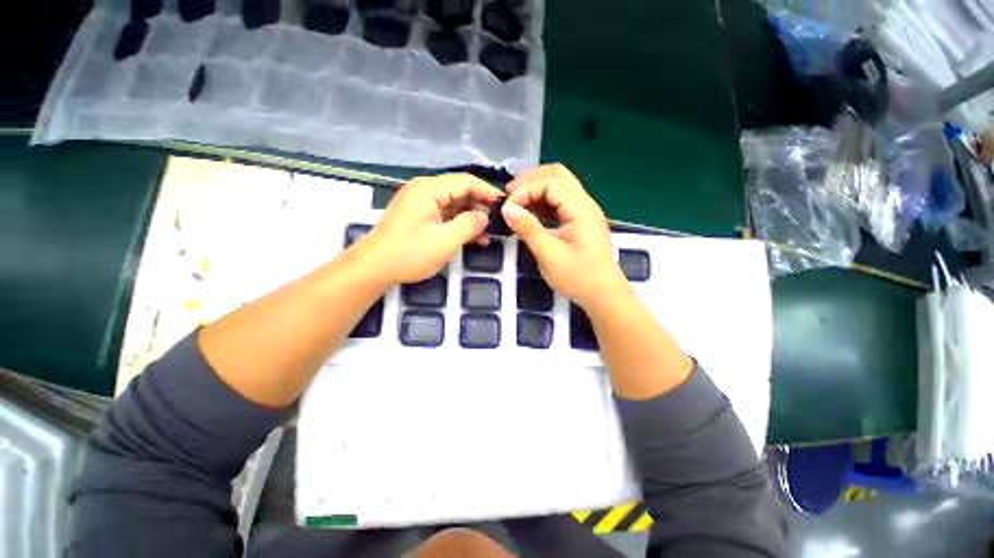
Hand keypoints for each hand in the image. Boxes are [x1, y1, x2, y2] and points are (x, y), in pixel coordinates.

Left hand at [355, 173, 503, 284]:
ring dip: (470, 218)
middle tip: (497, 224)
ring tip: (487, 235)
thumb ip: (469, 224)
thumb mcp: (445, 241)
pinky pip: (444, 215)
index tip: (504, 205)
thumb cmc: (410, 253)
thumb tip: (484, 216)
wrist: (374, 268)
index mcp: (429, 189)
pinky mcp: (418, 216)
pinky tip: (472, 238)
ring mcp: (420, 203)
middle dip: (480, 207)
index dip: (487, 191)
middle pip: (460, 191)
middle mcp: (424, 190)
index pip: (466, 181)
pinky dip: (458, 224)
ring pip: (453, 205)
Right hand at [501, 164, 627, 308]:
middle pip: (557, 175)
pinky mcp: (581, 221)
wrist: (603, 295)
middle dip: (530, 181)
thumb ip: (528, 229)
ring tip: (516, 202)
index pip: (550, 182)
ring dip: (536, 189)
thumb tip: (508, 209)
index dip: (525, 190)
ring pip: (559, 186)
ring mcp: (584, 211)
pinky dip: (543, 202)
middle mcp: (585, 204)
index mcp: (581, 209)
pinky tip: (531, 213)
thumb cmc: (578, 277)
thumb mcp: (549, 255)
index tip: (508, 208)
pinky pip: (560, 201)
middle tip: (509, 195)